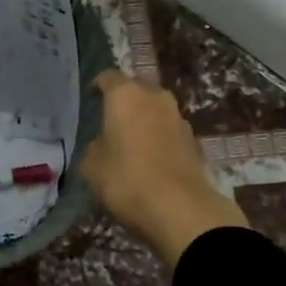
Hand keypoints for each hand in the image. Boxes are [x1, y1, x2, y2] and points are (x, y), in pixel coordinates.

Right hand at [79, 70, 247, 268]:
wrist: (180, 209)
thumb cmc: (126, 179)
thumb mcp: (91, 165)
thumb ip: (94, 147)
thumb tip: (102, 145)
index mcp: (126, 95)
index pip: (108, 77)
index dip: (97, 85)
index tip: (90, 97)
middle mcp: (156, 98)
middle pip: (137, 90)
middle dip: (124, 102)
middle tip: (110, 120)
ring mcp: (179, 119)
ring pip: (156, 111)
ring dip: (144, 121)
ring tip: (131, 142)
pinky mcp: (195, 142)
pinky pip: (169, 133)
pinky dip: (159, 140)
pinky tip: (150, 160)